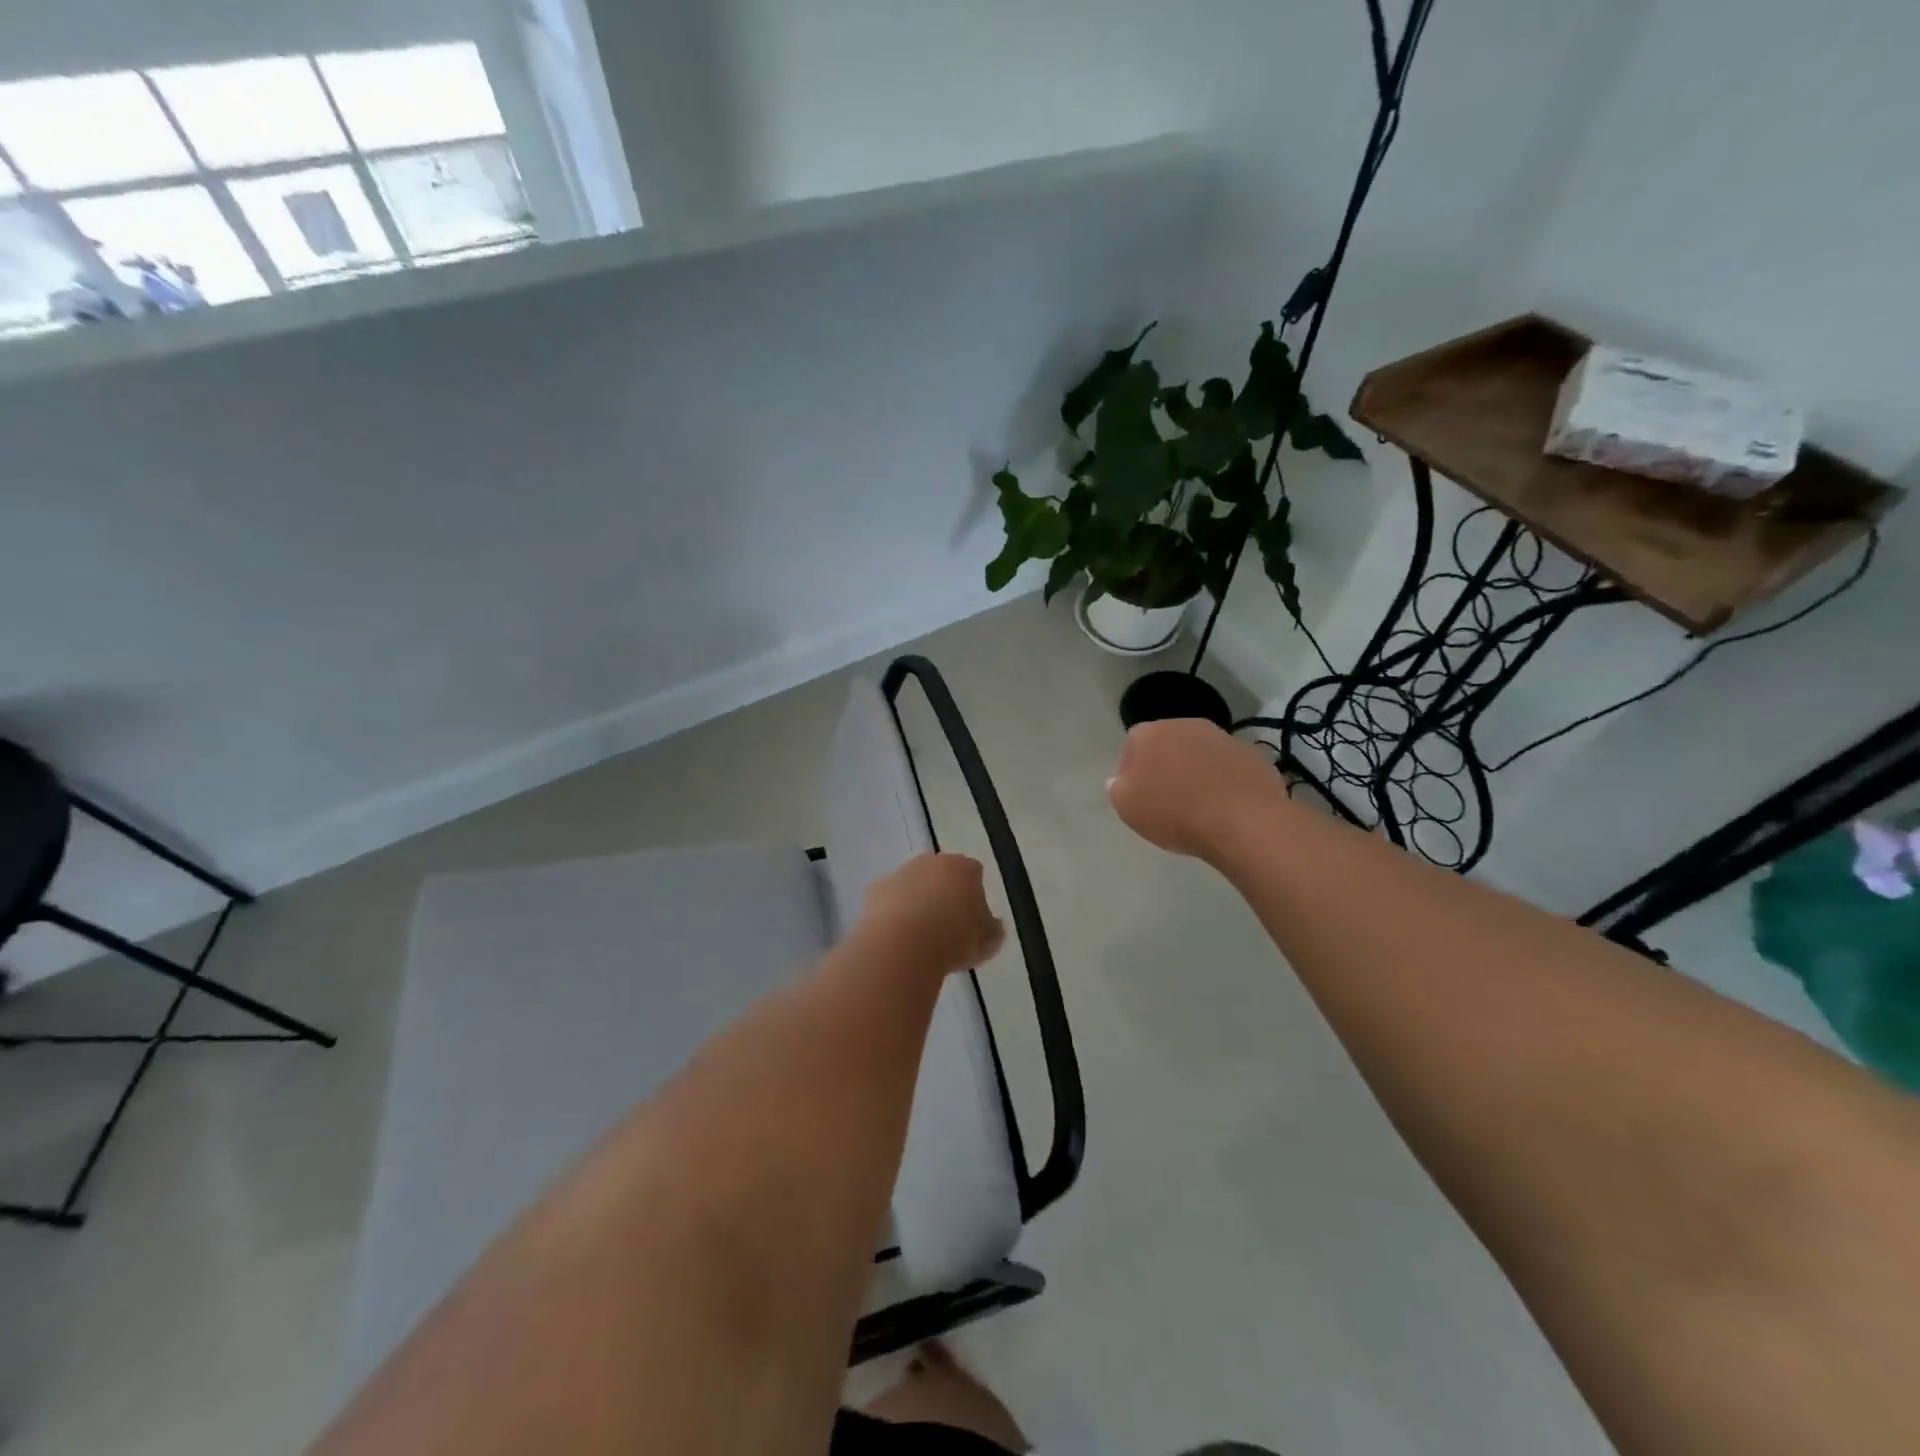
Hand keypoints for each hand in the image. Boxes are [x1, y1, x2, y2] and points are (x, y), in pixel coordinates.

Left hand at [857, 853, 1005, 976]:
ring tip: (919, 937)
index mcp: (964, 868)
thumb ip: (992, 930)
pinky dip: (895, 912)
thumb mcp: (987, 943)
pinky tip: (897, 937)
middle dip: (944, 894)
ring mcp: (902, 872)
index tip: (971, 922)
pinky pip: (891, 899)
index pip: (974, 874)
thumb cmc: (953, 940)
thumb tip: (992, 925)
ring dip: (918, 902)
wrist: (901, 946)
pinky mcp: (876, 888)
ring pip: (915, 885)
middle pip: (942, 875)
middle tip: (946, 928)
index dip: (974, 897)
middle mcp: (932, 862)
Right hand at [1109, 719, 1283, 860]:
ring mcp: (1223, 737)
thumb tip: (1121, 780)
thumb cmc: (1176, 813)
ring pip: (1200, 753)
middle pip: (1168, 745)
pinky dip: (1225, 781)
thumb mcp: (1128, 808)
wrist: (1244, 822)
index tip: (1140, 798)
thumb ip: (1117, 789)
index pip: (1132, 745)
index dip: (1132, 772)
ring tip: (1201, 806)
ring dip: (1197, 772)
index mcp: (1149, 734)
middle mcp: (1186, 725)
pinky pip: (1229, 767)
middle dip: (1166, 767)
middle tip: (1168, 801)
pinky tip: (1227, 807)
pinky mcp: (1253, 754)